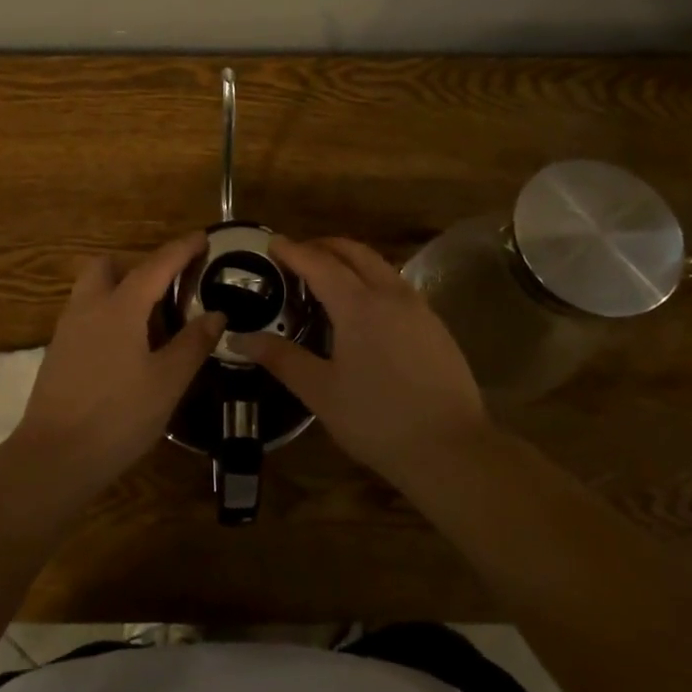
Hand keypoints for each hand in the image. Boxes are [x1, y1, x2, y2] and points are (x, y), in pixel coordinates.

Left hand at [9, 232, 225, 494]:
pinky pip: (86, 314)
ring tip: (152, 320)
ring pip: (93, 290)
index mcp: (120, 307)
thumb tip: (216, 314)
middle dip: (138, 265)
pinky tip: (128, 347)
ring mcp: (68, 329)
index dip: (181, 249)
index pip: (156, 265)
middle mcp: (89, 307)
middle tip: (169, 288)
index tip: (203, 237)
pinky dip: (108, 314)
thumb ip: (193, 343)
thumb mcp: (167, 382)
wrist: (53, 457)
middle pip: (109, 266)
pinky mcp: (59, 352)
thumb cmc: (118, 416)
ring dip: (121, 289)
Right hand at [233, 237, 490, 485]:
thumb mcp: (320, 391)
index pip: (318, 263)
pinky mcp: (436, 326)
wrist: (452, 449)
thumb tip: (239, 338)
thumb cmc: (377, 419)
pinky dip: (372, 279)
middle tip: (298, 254)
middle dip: (324, 246)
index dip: (292, 251)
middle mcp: (390, 294)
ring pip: (380, 266)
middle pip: (354, 252)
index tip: (272, 242)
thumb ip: (281, 358)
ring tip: (328, 276)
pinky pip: (397, 286)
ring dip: (351, 260)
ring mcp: (418, 308)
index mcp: (357, 304)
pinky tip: (365, 307)